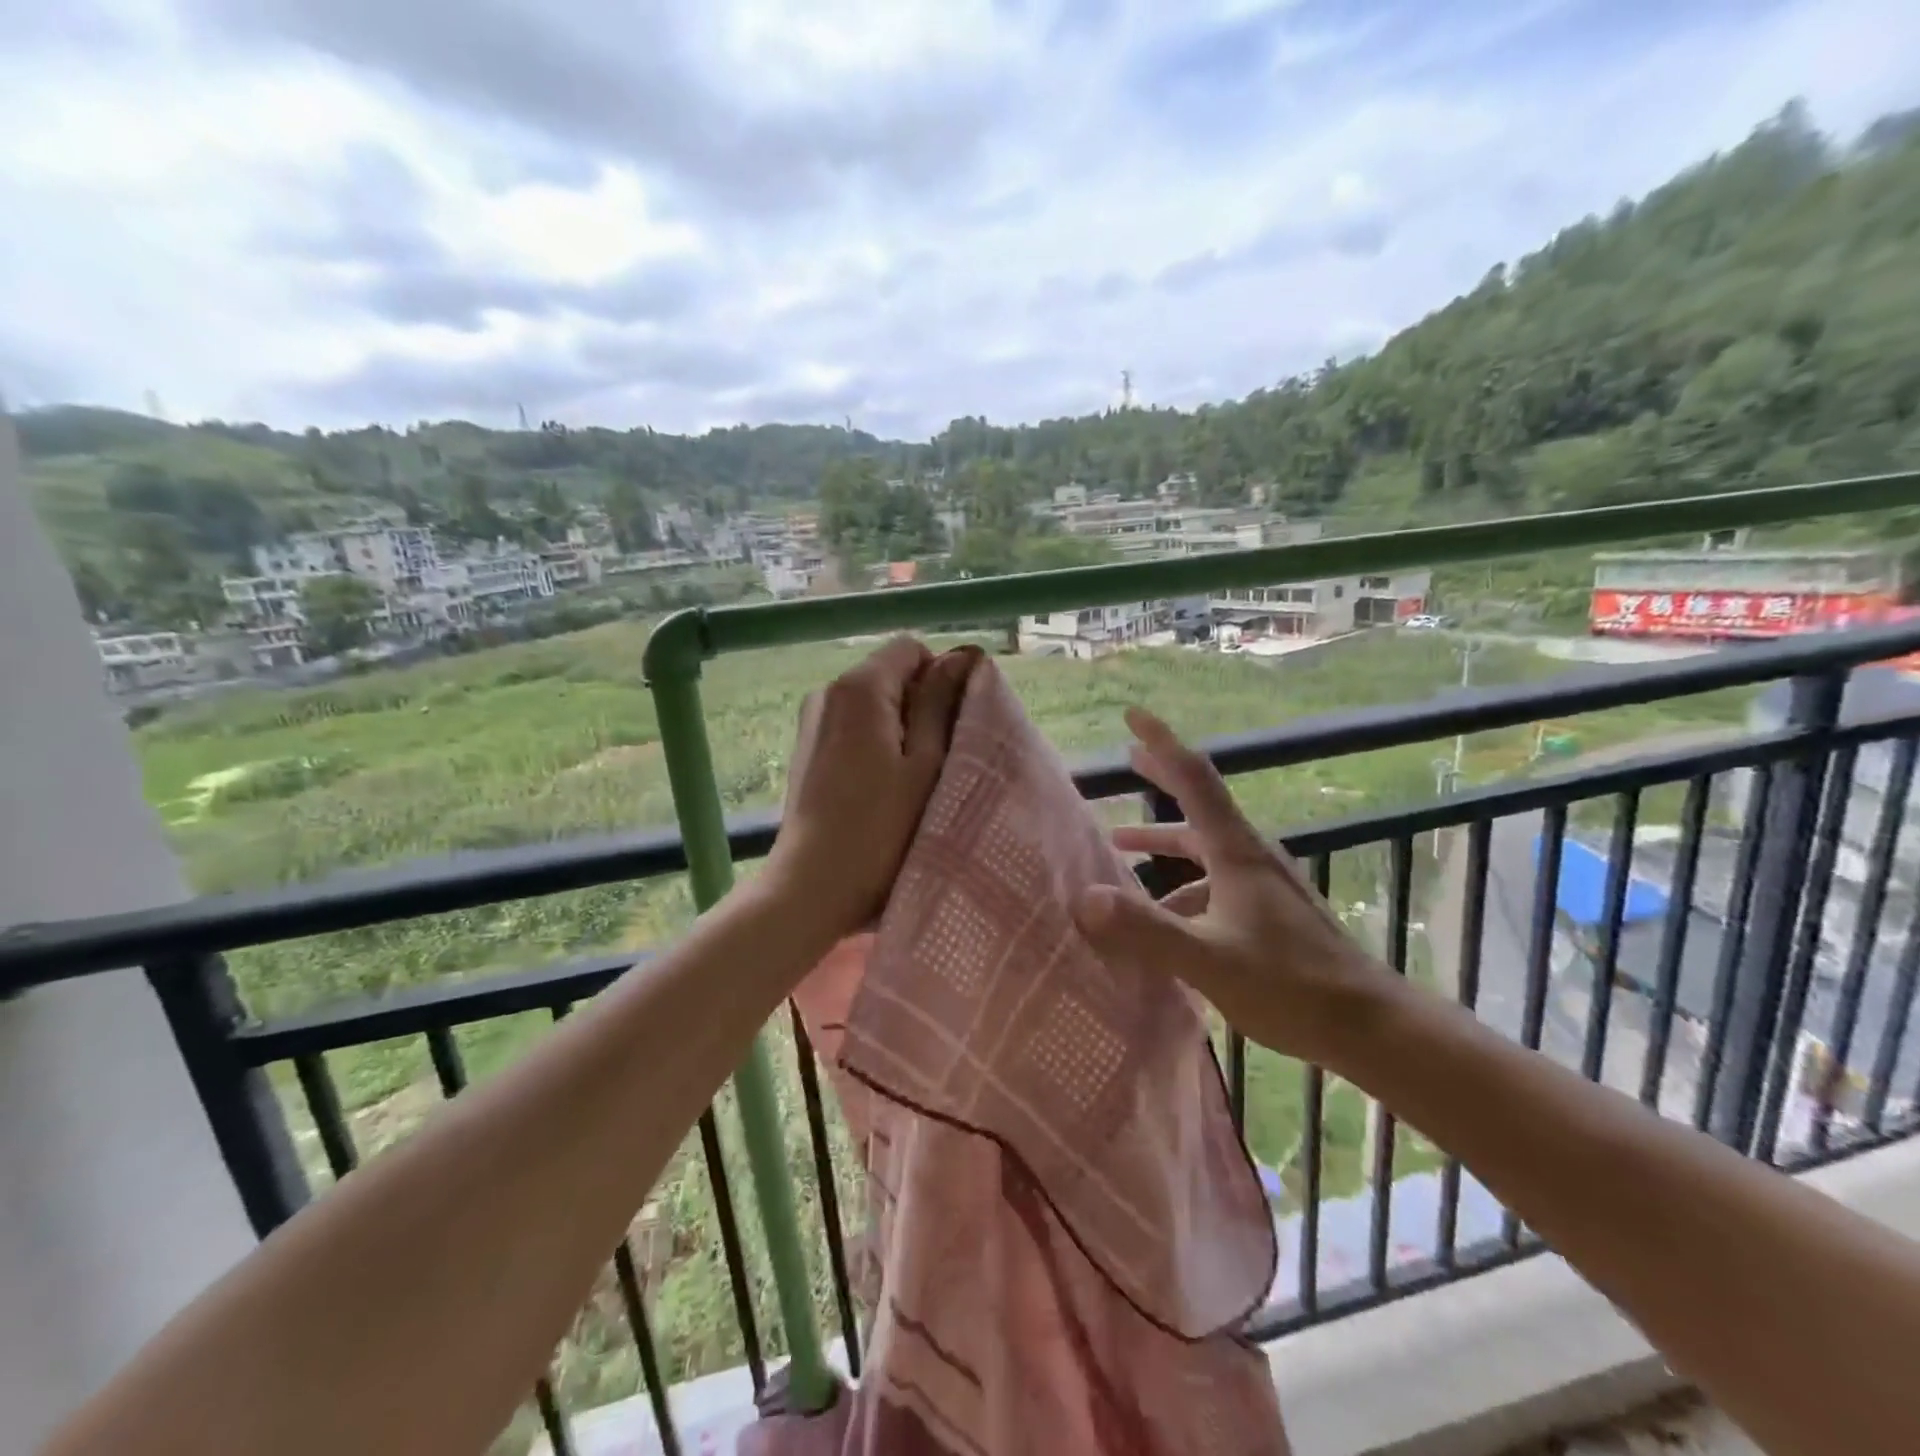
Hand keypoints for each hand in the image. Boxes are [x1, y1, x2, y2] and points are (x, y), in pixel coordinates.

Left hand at [765, 637, 977, 946]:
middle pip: (889, 674)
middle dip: (920, 704)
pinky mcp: (806, 750)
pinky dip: (874, 744)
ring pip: (871, 703)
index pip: (910, 648)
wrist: (811, 887)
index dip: (940, 676)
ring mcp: (811, 721)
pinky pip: (851, 727)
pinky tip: (880, 788)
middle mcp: (828, 691)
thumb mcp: (926, 764)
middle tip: (938, 757)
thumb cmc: (881, 828)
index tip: (952, 723)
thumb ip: (940, 704)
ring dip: (899, 728)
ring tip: (911, 778)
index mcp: (859, 687)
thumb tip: (960, 658)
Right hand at [1071, 707, 1401, 1063]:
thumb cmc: (1288, 985)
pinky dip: (1182, 885)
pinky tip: (1166, 918)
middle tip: (1129, 758)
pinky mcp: (1270, 912)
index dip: (1162, 743)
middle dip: (1162, 779)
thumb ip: (1146, 929)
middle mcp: (1250, 856)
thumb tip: (1084, 897)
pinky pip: (1215, 882)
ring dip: (1164, 842)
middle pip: (1199, 803)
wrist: (1368, 1025)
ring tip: (1122, 851)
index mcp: (1235, 851)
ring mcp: (1264, 884)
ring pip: (1204, 848)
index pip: (1194, 778)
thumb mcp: (1208, 959)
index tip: (1133, 716)